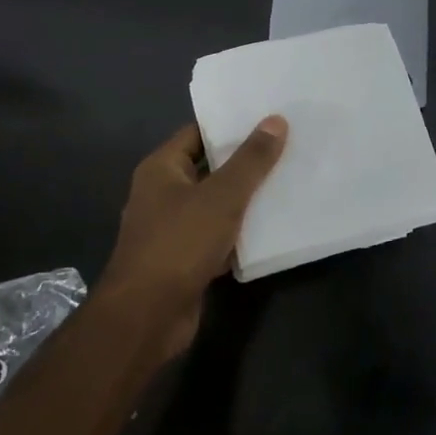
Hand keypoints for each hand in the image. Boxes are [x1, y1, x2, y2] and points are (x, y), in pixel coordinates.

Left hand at [97, 118, 287, 358]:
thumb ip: (250, 159)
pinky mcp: (185, 259)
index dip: (231, 124)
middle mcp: (163, 193)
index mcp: (162, 168)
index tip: (268, 117)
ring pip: (216, 203)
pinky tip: (274, 226)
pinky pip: (218, 235)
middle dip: (245, 160)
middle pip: (209, 167)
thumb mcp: (222, 196)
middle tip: (287, 144)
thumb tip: (275, 120)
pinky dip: (241, 231)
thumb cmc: (179, 244)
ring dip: (246, 197)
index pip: (198, 132)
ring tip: (288, 179)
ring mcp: (173, 228)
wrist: (147, 317)